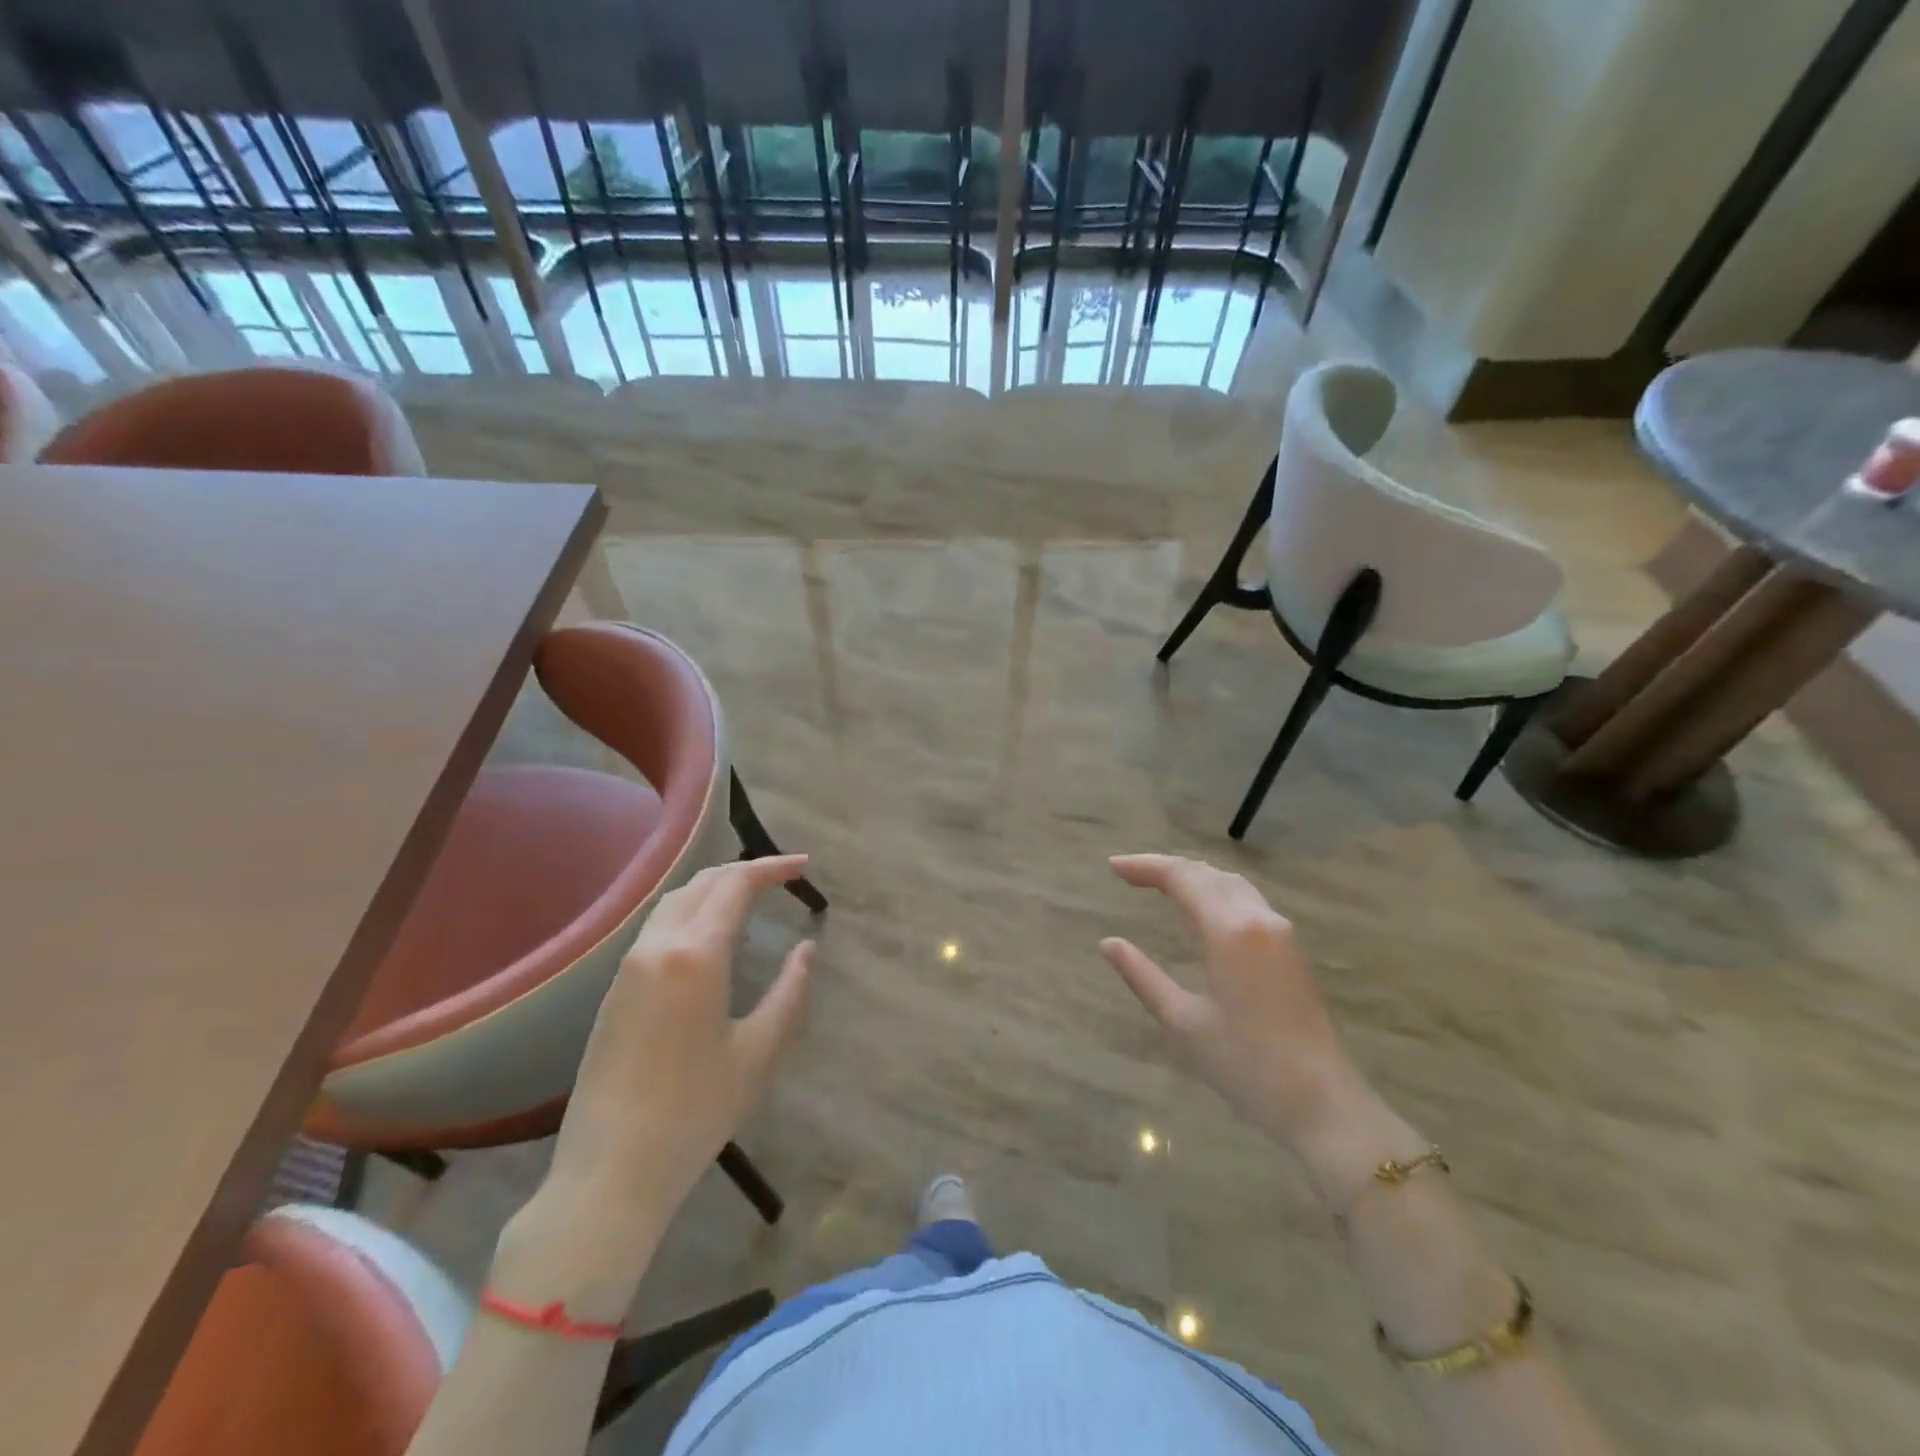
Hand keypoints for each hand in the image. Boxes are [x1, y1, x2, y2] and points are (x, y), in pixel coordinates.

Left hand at [542, 854, 815, 1218]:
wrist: (610, 1171)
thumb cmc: (696, 1111)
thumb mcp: (760, 1052)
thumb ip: (790, 991)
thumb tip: (806, 949)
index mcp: (696, 955)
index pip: (736, 885)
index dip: (773, 868)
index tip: (805, 866)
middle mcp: (657, 947)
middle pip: (702, 883)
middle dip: (745, 871)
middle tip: (783, 878)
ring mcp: (628, 967)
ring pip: (674, 902)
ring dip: (714, 889)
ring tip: (750, 899)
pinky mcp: (613, 990)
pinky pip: (657, 928)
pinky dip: (691, 913)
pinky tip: (710, 939)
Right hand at [1101, 854, 1389, 1168]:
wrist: (1321, 1102)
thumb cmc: (1245, 1064)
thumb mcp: (1182, 1021)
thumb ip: (1142, 976)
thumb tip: (1109, 943)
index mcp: (1229, 931)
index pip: (1182, 878)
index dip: (1146, 867)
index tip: (1113, 867)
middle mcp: (1257, 918)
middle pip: (1207, 873)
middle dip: (1166, 867)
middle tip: (1129, 872)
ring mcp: (1280, 931)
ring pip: (1231, 883)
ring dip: (1193, 875)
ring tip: (1159, 883)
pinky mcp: (1291, 948)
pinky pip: (1247, 899)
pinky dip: (1215, 890)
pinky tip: (1201, 906)